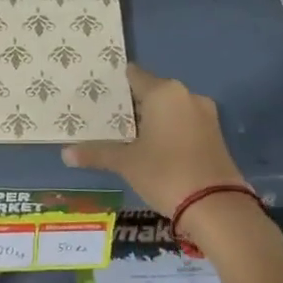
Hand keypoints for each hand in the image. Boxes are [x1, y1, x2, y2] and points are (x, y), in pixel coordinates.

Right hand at [61, 65, 246, 219]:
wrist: (217, 206)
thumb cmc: (166, 173)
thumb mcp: (127, 163)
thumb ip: (97, 153)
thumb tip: (65, 153)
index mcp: (164, 93)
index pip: (134, 76)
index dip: (115, 84)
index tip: (97, 93)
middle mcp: (186, 95)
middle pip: (152, 92)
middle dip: (131, 105)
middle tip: (105, 118)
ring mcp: (205, 115)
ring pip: (169, 109)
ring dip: (150, 119)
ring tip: (124, 135)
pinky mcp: (214, 134)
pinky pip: (183, 123)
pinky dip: (167, 131)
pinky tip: (151, 148)